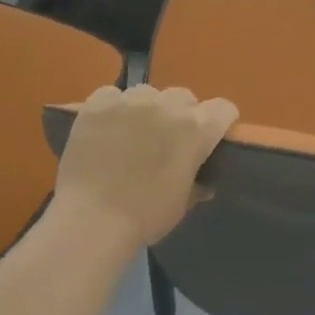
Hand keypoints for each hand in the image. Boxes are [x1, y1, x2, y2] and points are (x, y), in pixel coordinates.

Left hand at [52, 84, 238, 252]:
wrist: (91, 220)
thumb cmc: (145, 216)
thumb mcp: (182, 204)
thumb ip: (197, 184)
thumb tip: (204, 182)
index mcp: (195, 130)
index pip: (223, 109)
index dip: (220, 122)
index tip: (211, 137)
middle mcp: (166, 106)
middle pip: (184, 97)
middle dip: (181, 115)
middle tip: (167, 139)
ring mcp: (129, 101)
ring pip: (147, 93)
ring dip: (147, 109)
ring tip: (133, 133)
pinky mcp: (97, 104)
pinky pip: (112, 95)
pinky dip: (113, 108)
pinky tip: (106, 130)